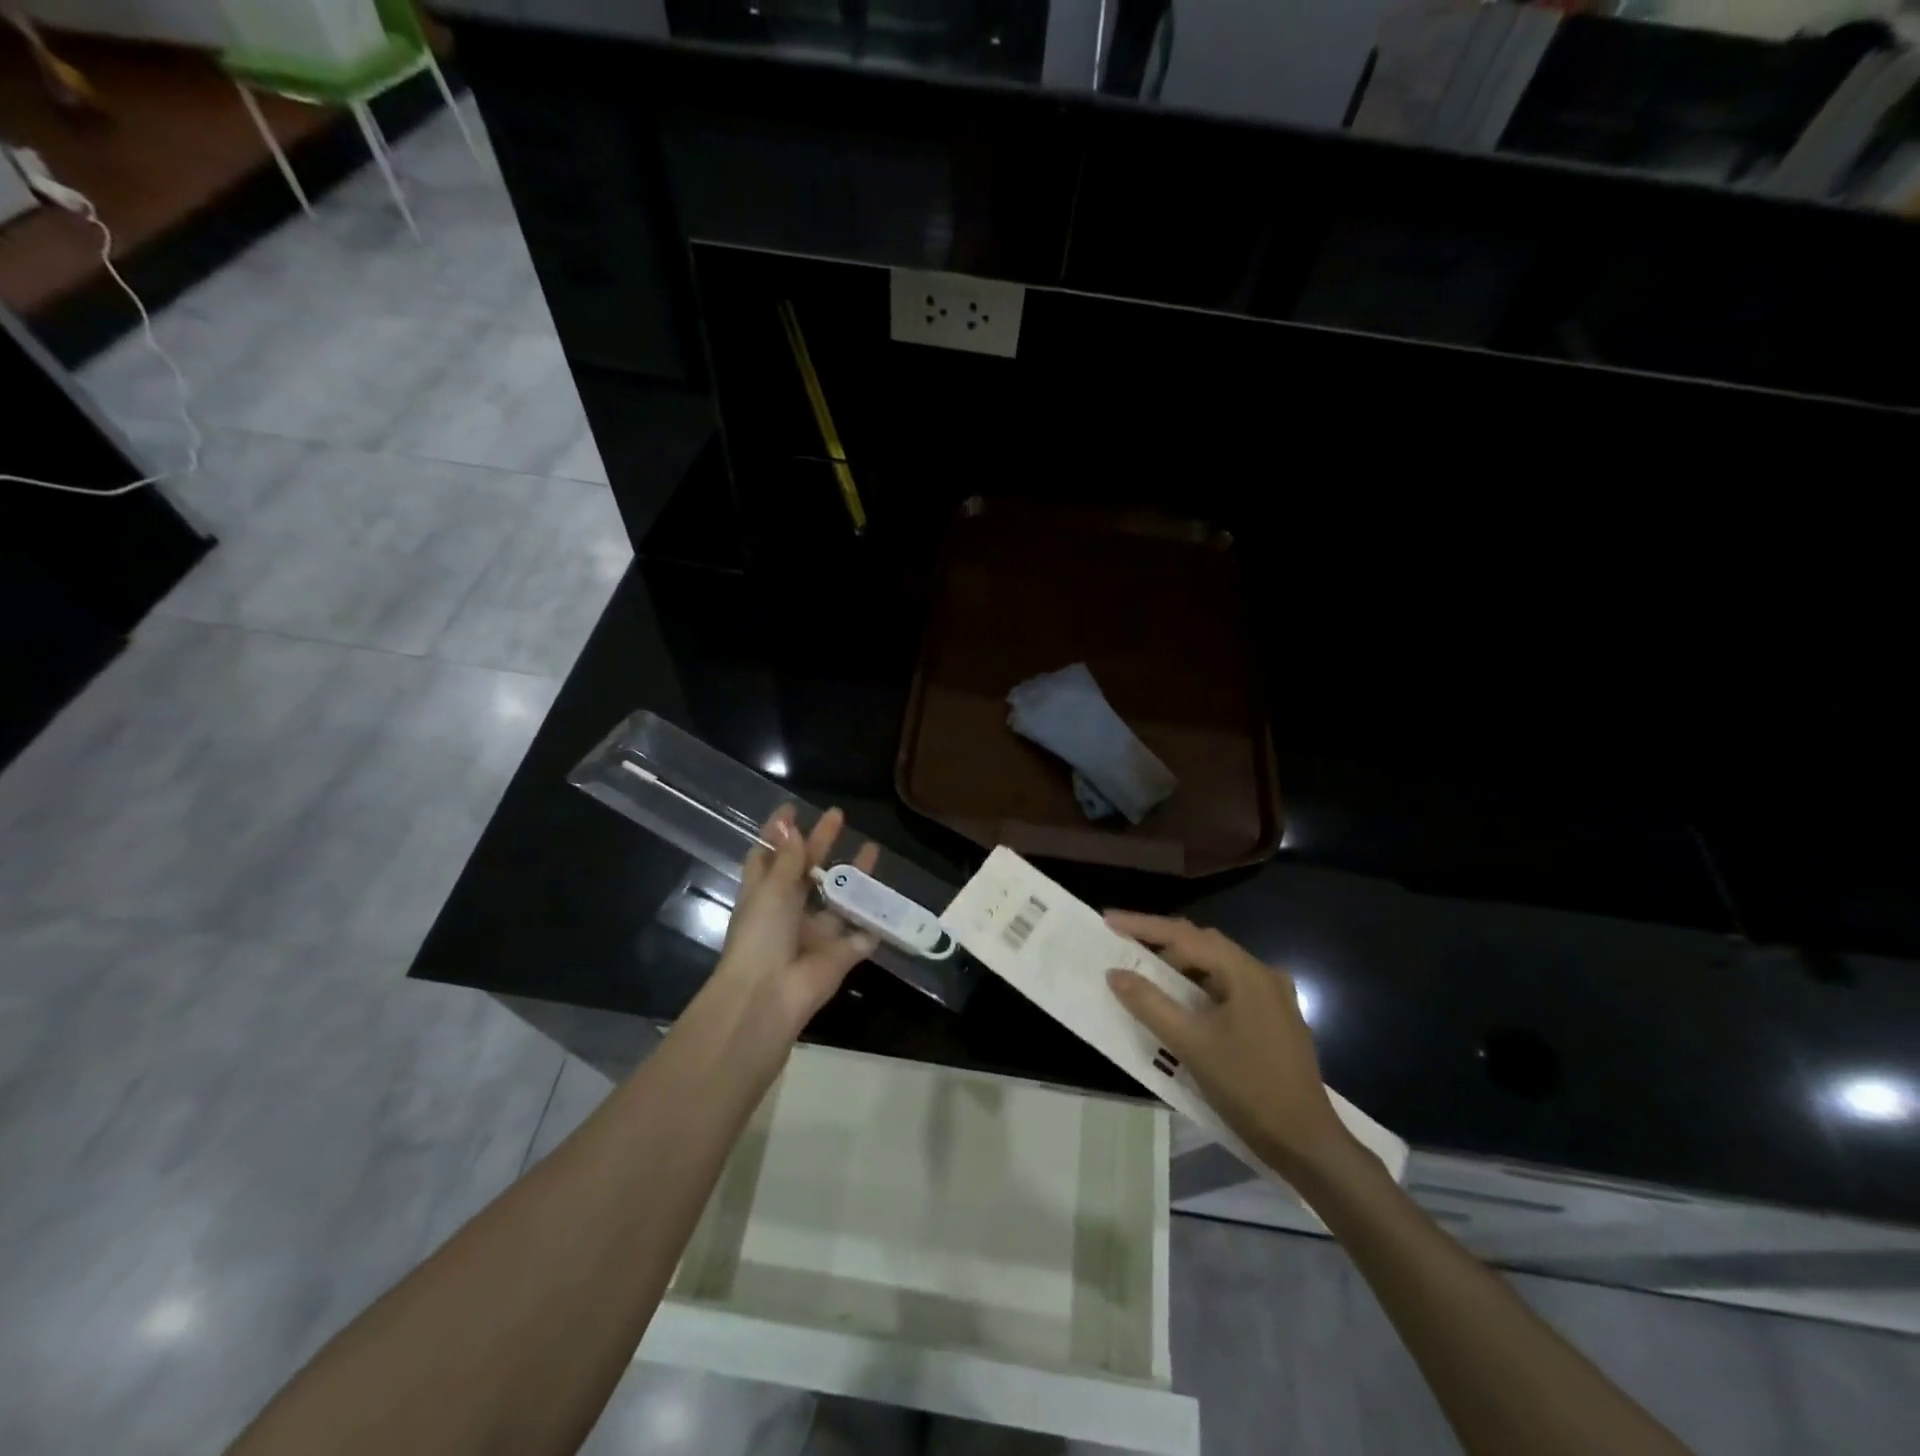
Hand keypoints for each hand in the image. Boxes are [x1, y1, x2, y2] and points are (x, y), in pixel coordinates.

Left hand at [713, 805, 879, 1036]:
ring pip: (838, 900)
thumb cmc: (761, 936)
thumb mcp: (772, 889)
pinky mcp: (839, 956)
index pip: (768, 857)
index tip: (792, 810)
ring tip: (873, 849)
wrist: (769, 996)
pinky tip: (889, 901)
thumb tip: (790, 827)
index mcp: (763, 895)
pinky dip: (873, 924)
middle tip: (838, 816)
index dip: (779, 834)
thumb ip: (788, 859)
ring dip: (854, 878)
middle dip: (821, 843)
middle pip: (806, 872)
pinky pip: (860, 937)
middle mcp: (787, 912)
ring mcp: (814, 935)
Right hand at [1105, 912, 1352, 1179]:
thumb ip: (1150, 1004)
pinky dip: (1199, 988)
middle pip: (1203, 945)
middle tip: (1124, 946)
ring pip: (1217, 967)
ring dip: (1180, 968)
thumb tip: (1115, 973)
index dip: (1143, 926)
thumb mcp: (1191, 1045)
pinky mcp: (1275, 1019)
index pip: (1185, 936)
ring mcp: (1273, 997)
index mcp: (1246, 972)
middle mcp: (1263, 975)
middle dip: (1161, 943)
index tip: (1108, 920)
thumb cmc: (1248, 1088)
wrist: (1306, 1143)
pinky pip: (1229, 988)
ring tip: (1147, 975)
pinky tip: (1183, 1004)